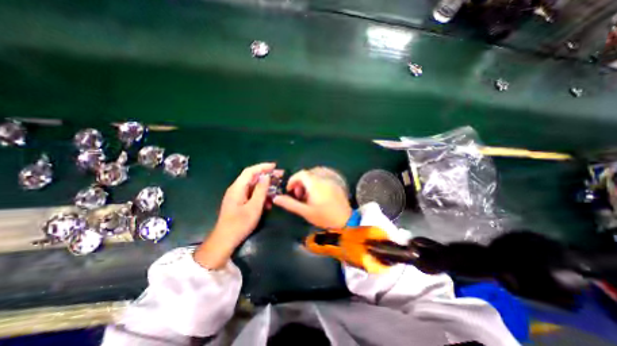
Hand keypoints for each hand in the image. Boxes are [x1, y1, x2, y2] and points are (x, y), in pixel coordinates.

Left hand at [195, 162, 277, 269]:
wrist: (225, 240)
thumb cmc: (240, 224)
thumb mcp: (254, 207)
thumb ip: (260, 190)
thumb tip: (266, 176)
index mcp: (238, 188)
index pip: (250, 171)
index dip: (263, 167)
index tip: (275, 166)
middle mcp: (236, 188)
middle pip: (252, 177)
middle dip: (266, 175)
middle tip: (280, 175)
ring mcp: (237, 195)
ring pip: (253, 186)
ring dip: (265, 187)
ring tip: (277, 189)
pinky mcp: (239, 201)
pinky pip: (251, 194)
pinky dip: (261, 195)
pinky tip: (268, 202)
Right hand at [273, 167, 354, 228]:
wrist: (345, 220)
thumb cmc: (324, 216)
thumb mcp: (305, 212)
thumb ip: (290, 204)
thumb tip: (276, 198)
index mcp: (315, 184)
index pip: (301, 173)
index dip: (293, 180)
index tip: (290, 190)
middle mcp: (323, 179)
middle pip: (308, 174)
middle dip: (300, 183)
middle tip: (299, 196)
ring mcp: (330, 181)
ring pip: (315, 177)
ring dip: (308, 184)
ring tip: (307, 197)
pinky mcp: (335, 185)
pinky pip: (322, 180)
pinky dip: (315, 185)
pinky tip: (317, 196)